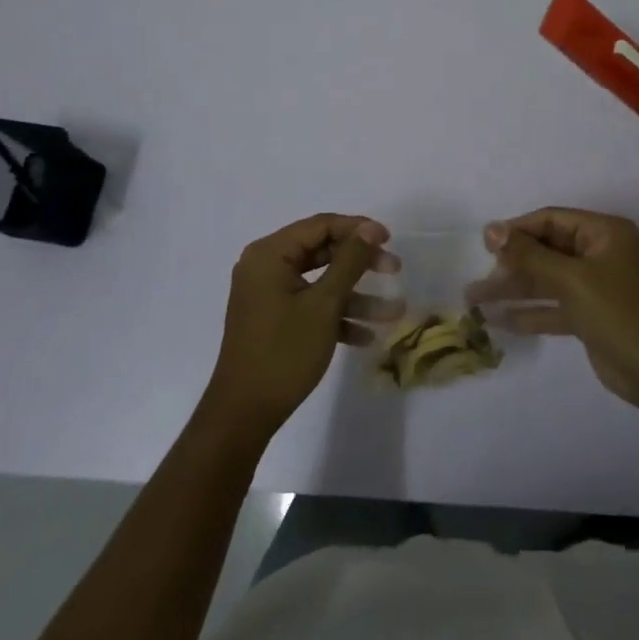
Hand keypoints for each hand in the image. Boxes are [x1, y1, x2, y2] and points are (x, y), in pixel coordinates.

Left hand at [202, 214, 403, 441]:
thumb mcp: (324, 305)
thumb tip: (371, 228)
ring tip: (393, 312)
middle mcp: (265, 266)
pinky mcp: (273, 319)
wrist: (244, 413)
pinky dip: (336, 315)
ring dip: (355, 296)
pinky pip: (309, 305)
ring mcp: (268, 294)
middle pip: (322, 251)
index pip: (320, 225)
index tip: (390, 239)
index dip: (357, 229)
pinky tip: (366, 336)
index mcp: (270, 253)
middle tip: (394, 270)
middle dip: (360, 263)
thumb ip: (350, 261)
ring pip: (320, 282)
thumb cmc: (284, 352)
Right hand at [466, 207, 638, 411]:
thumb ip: (530, 255)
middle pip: (546, 250)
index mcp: (604, 233)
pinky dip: (529, 312)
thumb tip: (491, 229)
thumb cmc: (621, 314)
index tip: (485, 244)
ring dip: (514, 289)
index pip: (551, 220)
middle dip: (511, 264)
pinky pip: (553, 306)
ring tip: (474, 299)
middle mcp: (599, 254)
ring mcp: (595, 286)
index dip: (517, 230)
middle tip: (478, 278)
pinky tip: (497, 320)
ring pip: (546, 280)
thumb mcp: (573, 280)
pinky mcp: (590, 317)